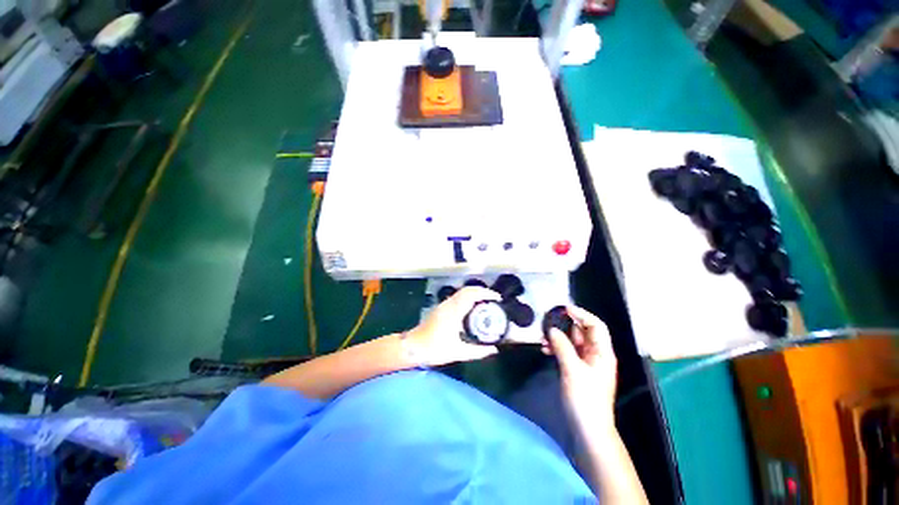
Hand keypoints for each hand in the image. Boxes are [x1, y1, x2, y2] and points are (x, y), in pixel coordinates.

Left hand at [408, 287, 500, 366]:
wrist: (413, 347)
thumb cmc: (434, 349)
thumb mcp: (458, 352)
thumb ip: (477, 352)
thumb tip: (493, 349)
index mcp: (454, 312)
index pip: (471, 295)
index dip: (485, 293)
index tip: (497, 298)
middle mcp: (449, 304)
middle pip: (467, 290)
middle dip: (482, 291)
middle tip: (493, 299)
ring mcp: (443, 304)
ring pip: (461, 292)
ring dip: (474, 293)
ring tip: (485, 302)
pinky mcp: (440, 307)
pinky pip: (457, 296)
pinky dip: (468, 297)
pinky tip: (472, 307)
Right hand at [542, 305, 617, 432]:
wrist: (588, 429)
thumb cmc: (585, 399)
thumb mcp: (573, 370)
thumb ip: (562, 346)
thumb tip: (551, 329)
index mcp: (602, 353)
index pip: (595, 325)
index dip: (582, 314)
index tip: (564, 308)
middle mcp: (595, 354)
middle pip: (582, 332)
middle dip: (565, 325)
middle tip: (547, 322)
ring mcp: (586, 363)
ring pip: (572, 341)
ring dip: (558, 337)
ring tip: (543, 338)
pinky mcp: (577, 370)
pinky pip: (566, 352)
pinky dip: (557, 348)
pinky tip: (545, 350)